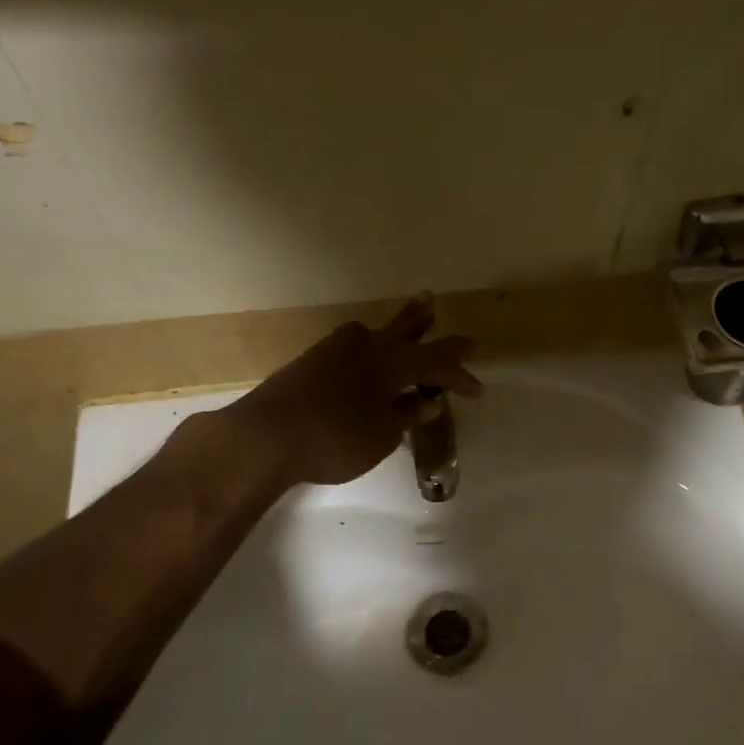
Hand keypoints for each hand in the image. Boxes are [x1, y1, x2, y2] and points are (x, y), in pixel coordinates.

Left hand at [224, 294, 481, 488]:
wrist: (265, 436)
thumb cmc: (336, 438)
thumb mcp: (382, 435)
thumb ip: (405, 415)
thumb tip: (425, 401)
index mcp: (391, 361)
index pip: (436, 363)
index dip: (459, 375)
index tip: (478, 389)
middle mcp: (366, 346)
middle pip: (404, 331)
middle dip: (425, 324)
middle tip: (439, 306)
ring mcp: (335, 350)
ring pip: (377, 333)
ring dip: (399, 326)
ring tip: (415, 311)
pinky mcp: (312, 362)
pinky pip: (355, 348)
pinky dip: (372, 348)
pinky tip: (370, 350)